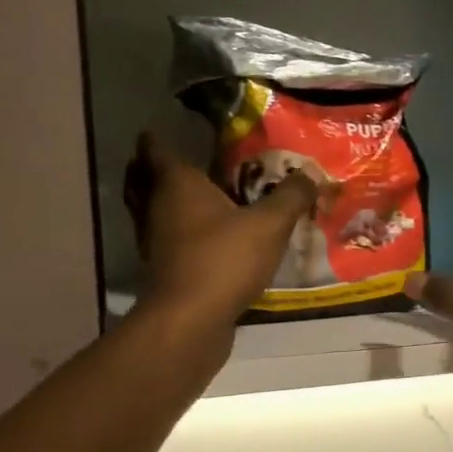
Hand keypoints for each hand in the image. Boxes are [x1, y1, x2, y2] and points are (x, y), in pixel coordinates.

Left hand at [124, 133, 315, 327]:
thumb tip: (309, 174)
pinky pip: (168, 242)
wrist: (191, 322)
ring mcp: (157, 242)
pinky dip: (179, 235)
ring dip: (167, 203)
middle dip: (153, 169)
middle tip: (181, 162)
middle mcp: (158, 208)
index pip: (155, 149)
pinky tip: (205, 240)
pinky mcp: (165, 272)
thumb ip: (291, 196)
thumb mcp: (269, 224)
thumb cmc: (224, 260)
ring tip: (197, 199)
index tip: (162, 129)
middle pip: (143, 180)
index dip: (156, 138)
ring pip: (154, 212)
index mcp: (176, 185)